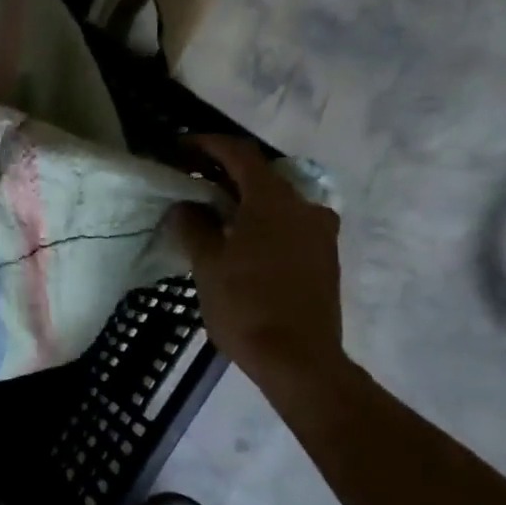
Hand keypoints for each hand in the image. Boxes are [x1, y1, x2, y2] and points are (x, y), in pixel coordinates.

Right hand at [170, 136, 345, 389]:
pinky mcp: (324, 257)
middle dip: (224, 174)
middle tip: (192, 181)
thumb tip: (186, 206)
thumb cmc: (246, 305)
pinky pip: (288, 224)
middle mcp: (305, 206)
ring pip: (277, 202)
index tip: (181, 147)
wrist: (299, 359)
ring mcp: (320, 233)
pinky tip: (240, 240)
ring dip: (244, 200)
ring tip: (213, 213)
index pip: (240, 154)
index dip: (208, 145)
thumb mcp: (208, 264)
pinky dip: (262, 221)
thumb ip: (194, 226)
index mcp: (274, 200)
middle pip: (261, 176)